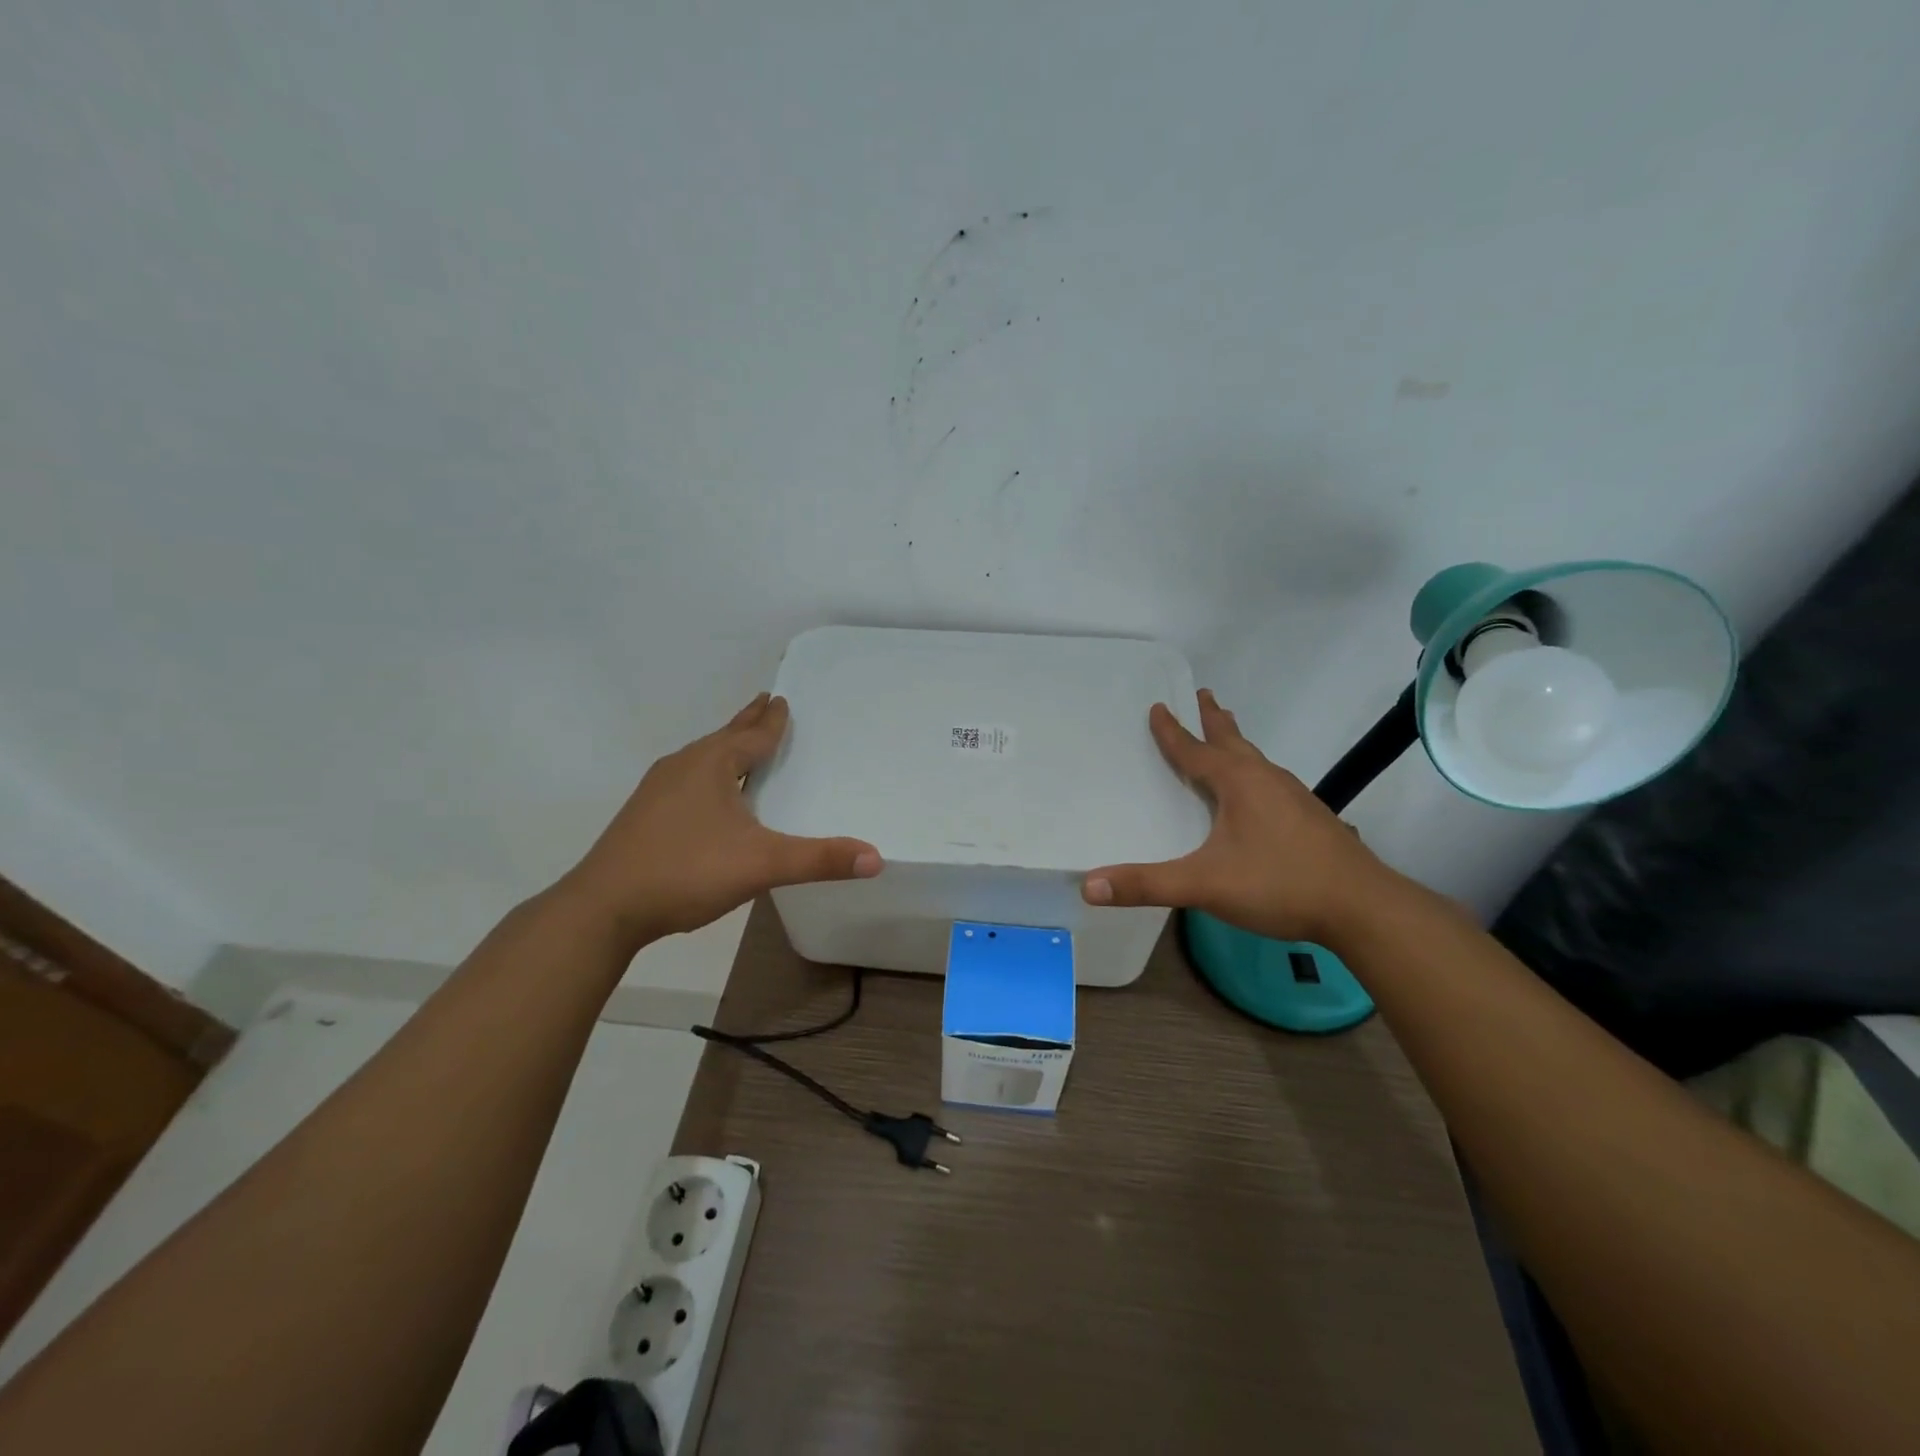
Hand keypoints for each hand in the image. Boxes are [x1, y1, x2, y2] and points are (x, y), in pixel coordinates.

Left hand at [561, 693, 881, 949]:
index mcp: (712, 764)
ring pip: (702, 759)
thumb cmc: (686, 871)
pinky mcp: (644, 815)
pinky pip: (687, 780)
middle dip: (747, 722)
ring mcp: (658, 790)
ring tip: (741, 746)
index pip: (752, 735)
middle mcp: (683, 767)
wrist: (603, 907)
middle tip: (766, 702)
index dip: (772, 721)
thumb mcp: (761, 865)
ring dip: (726, 747)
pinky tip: (707, 797)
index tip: (783, 699)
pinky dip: (707, 775)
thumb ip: (819, 860)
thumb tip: (876, 858)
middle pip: (724, 737)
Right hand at [1081, 689, 1398, 944]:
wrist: (1363, 908)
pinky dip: (1253, 773)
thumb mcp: (1204, 885)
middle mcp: (1267, 779)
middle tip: (1203, 695)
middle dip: (1214, 719)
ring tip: (1226, 737)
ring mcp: (1294, 797)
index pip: (1195, 750)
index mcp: (1239, 782)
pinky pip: (1271, 782)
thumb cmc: (1279, 884)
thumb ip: (1147, 885)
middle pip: (1233, 741)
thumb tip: (1088, 885)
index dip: (1172, 731)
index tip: (1158, 706)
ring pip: (1256, 760)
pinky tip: (1258, 795)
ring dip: (1236, 744)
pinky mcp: (1311, 818)